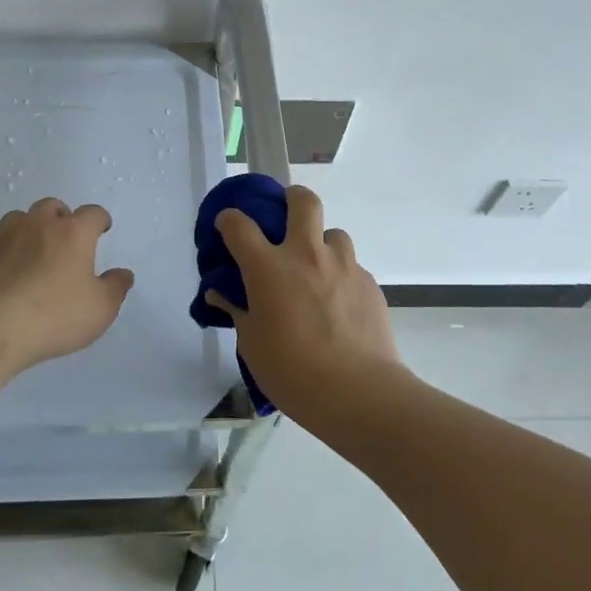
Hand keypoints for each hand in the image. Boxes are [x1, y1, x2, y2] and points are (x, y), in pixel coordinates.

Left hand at [0, 198, 134, 373]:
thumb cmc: (54, 316)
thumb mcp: (100, 309)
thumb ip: (115, 288)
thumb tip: (123, 274)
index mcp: (73, 234)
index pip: (92, 213)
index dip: (100, 219)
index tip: (103, 229)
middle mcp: (38, 226)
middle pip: (52, 207)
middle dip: (63, 217)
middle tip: (67, 239)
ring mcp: (4, 238)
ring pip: (19, 219)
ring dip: (30, 228)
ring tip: (35, 251)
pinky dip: (5, 252)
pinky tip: (7, 273)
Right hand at [204, 184, 399, 409]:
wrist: (358, 392)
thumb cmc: (292, 371)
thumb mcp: (251, 344)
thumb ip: (237, 311)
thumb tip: (221, 294)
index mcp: (268, 268)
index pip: (239, 225)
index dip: (228, 220)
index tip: (226, 226)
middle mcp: (306, 255)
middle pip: (303, 201)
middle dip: (291, 198)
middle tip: (285, 216)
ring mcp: (343, 266)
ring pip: (334, 233)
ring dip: (321, 244)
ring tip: (316, 270)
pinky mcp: (369, 283)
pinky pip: (351, 266)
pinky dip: (339, 275)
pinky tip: (338, 304)